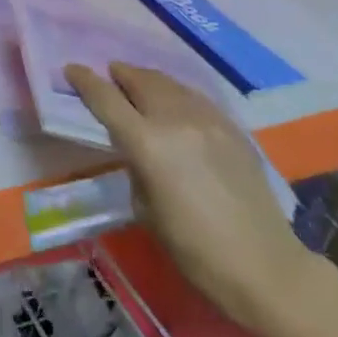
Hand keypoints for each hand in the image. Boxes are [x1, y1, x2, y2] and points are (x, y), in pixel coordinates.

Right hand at [66, 61, 320, 336]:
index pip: (106, 99)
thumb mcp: (145, 209)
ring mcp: (208, 120)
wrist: (265, 267)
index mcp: (146, 143)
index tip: (72, 69)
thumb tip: (137, 148)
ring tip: (139, 84)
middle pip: (140, 81)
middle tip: (109, 76)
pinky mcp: (232, 128)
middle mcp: (175, 120)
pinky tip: (175, 104)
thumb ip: (135, 166)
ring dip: (148, 80)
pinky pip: (195, 98)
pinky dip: (177, 94)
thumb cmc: (194, 249)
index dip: (85, 81)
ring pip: (170, 84)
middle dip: (120, 75)